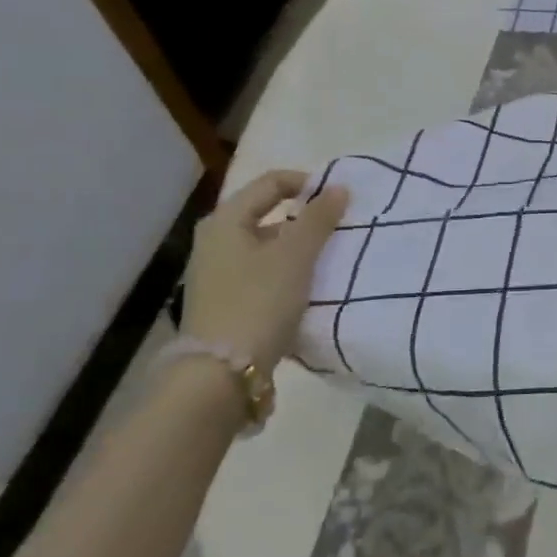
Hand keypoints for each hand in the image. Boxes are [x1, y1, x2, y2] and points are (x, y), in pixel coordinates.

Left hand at [179, 171, 348, 367]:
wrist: (221, 375)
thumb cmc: (258, 302)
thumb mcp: (295, 256)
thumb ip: (319, 218)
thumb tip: (338, 188)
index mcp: (225, 220)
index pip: (271, 182)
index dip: (308, 184)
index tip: (340, 200)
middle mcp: (215, 240)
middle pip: (268, 213)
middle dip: (306, 217)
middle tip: (340, 228)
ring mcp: (217, 273)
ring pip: (267, 245)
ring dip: (299, 246)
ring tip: (330, 258)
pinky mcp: (225, 301)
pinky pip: (263, 271)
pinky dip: (287, 271)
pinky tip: (308, 287)